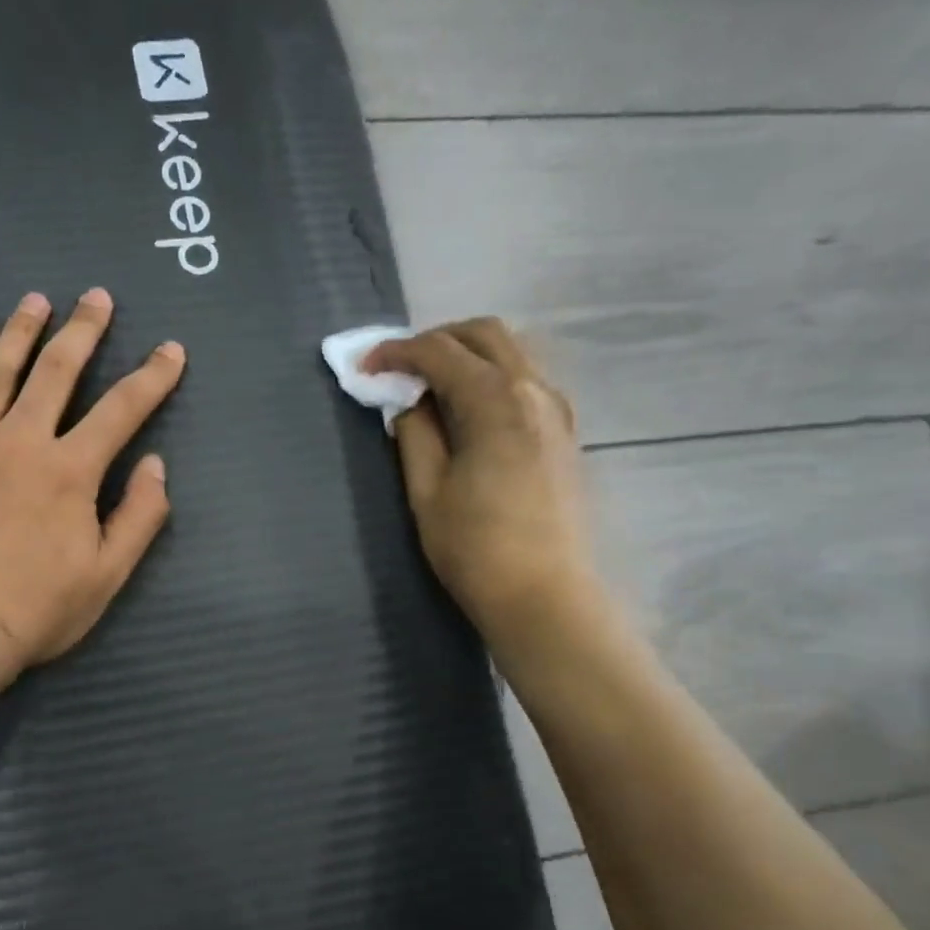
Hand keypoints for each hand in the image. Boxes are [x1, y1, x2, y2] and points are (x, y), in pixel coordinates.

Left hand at [0, 288, 185, 666]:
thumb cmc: (37, 609)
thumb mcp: (107, 575)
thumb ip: (139, 517)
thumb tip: (157, 466)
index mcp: (71, 472)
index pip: (122, 410)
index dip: (152, 377)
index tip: (171, 350)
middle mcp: (22, 442)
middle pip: (57, 371)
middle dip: (84, 331)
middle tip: (97, 296)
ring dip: (22, 330)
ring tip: (37, 299)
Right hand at [364, 318, 597, 657]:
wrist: (544, 595)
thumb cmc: (476, 549)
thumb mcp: (428, 491)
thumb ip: (415, 434)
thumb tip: (411, 403)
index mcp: (496, 400)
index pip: (440, 352)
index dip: (396, 353)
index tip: (364, 367)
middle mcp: (534, 390)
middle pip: (485, 334)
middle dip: (436, 340)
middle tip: (399, 369)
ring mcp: (557, 409)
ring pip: (511, 353)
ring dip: (467, 356)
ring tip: (430, 388)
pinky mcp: (565, 432)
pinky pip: (526, 381)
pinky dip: (492, 378)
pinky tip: (469, 411)